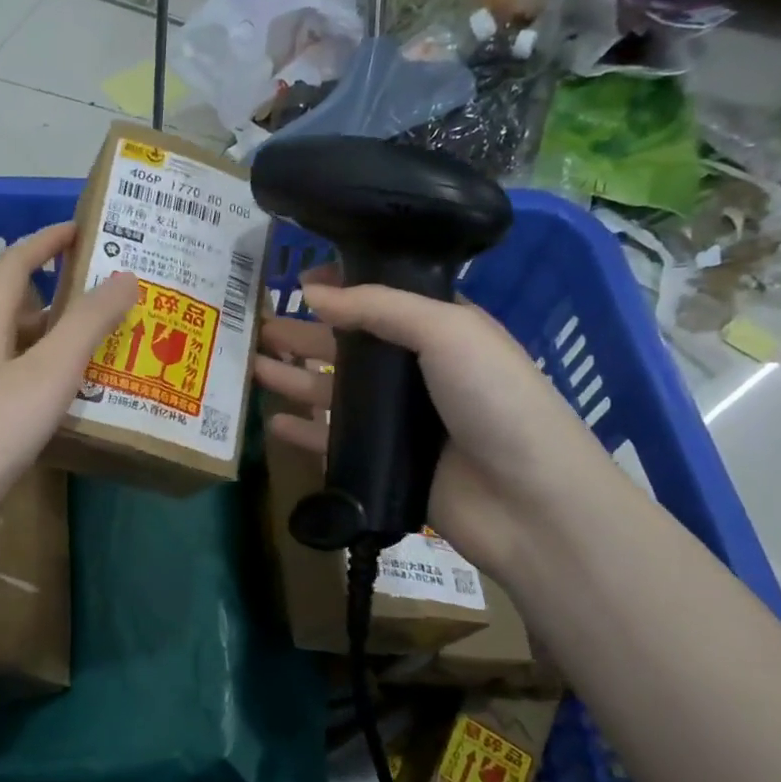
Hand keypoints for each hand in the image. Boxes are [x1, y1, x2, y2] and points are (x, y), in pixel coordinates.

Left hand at [0, 222, 134, 529]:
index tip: (86, 229)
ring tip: (117, 349)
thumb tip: (125, 276)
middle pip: (25, 311)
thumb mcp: (48, 371)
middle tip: (119, 300)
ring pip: (28, 355)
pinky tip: (86, 404)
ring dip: (67, 346)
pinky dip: (57, 387)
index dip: (47, 241)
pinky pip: (27, 392)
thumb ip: (88, 324)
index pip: (16, 265)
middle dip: (68, 298)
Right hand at [254, 270, 620, 577]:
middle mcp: (416, 372)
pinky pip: (332, 441)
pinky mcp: (383, 463)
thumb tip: (311, 292)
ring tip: (252, 367)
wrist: (528, 499)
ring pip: (333, 392)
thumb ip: (378, 307)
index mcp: (439, 331)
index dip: (341, 288)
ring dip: (294, 378)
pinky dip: (303, 431)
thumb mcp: (446, 331)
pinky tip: (272, 422)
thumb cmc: (495, 399)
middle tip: (258, 327)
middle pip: (348, 347)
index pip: (381, 300)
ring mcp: (398, 421)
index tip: (296, 282)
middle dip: (304, 334)